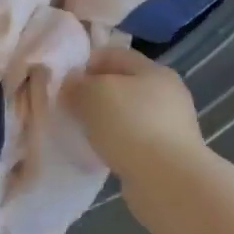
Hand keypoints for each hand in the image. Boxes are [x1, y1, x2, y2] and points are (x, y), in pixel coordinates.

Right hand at [62, 45, 203, 180]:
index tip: (63, 81)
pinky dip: (116, 142)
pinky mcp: (168, 153)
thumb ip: (77, 85)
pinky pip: (134, 139)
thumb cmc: (130, 125)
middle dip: (94, 93)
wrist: (166, 179)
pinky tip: (102, 153)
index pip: (114, 54)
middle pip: (122, 84)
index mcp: (154, 70)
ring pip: (128, 113)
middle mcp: (167, 93)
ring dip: (105, 120)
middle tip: (69, 107)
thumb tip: (72, 85)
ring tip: (82, 132)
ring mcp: (171, 124)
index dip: (85, 63)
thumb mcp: (93, 94)